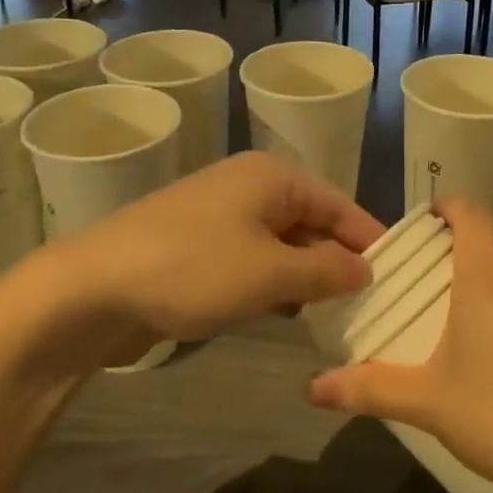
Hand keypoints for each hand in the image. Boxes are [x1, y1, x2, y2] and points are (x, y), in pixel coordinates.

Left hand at [61, 152, 382, 358]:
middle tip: (372, 304)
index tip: (400, 276)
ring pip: (283, 245)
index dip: (370, 240)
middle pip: (312, 223)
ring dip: (306, 277)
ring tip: (338, 315)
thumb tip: (365, 268)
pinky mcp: (199, 247)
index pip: (340, 205)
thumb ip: (326, 270)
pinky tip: (286, 314)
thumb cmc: (192, 269)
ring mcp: (221, 216)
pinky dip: (274, 284)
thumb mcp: (271, 273)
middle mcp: (250, 187)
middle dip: (339, 262)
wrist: (92, 288)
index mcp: (273, 177)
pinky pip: (253, 260)